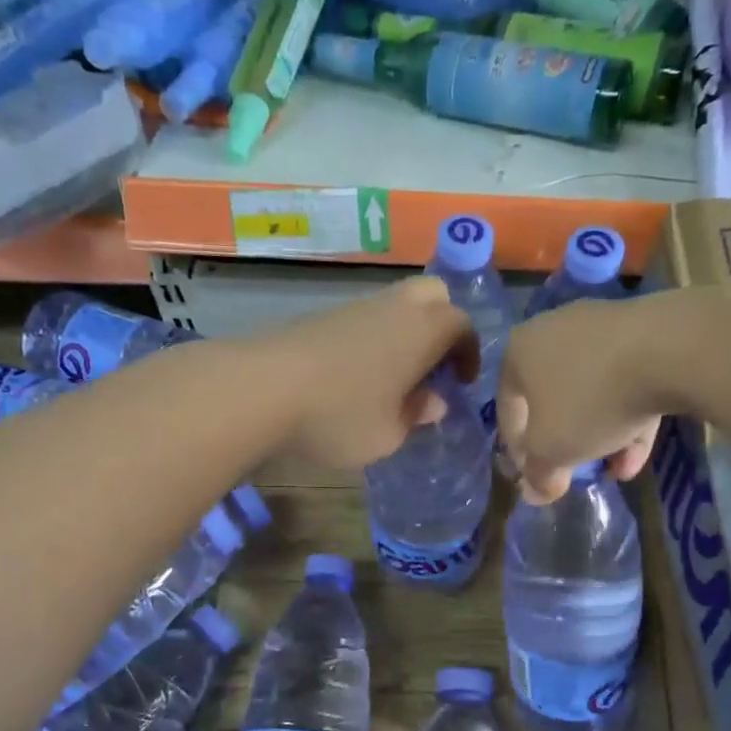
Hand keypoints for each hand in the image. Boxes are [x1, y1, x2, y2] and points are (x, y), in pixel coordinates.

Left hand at [252, 276, 478, 469]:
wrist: (261, 388)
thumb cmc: (340, 415)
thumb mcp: (387, 434)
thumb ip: (415, 415)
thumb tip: (433, 402)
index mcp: (423, 331)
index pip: (462, 325)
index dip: (468, 352)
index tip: (461, 382)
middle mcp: (394, 308)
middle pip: (432, 295)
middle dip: (441, 324)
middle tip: (433, 366)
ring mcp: (353, 307)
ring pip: (394, 305)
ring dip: (404, 332)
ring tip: (393, 377)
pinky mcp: (320, 316)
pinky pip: (363, 318)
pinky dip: (373, 338)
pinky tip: (355, 376)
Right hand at [497, 298, 664, 503]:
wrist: (668, 351)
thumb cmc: (590, 400)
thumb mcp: (554, 450)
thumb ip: (539, 474)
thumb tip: (535, 493)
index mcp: (520, 352)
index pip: (508, 408)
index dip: (518, 450)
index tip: (536, 476)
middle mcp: (554, 331)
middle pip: (554, 398)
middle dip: (566, 442)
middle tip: (576, 471)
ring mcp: (601, 326)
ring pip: (594, 392)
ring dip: (602, 435)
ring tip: (617, 469)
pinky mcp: (644, 330)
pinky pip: (626, 380)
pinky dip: (629, 415)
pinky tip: (639, 451)